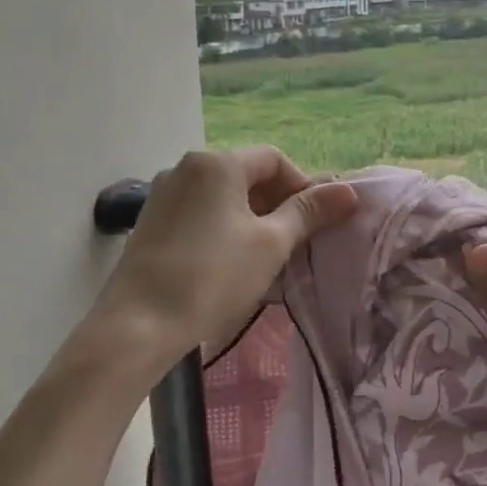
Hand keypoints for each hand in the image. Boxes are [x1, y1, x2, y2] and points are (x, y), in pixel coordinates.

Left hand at [76, 147, 356, 380]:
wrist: (138, 326)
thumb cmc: (213, 277)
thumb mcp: (271, 244)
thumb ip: (309, 213)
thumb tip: (348, 191)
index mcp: (217, 162)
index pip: (274, 159)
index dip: (303, 186)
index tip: (316, 223)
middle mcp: (186, 168)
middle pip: (247, 175)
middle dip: (278, 203)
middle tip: (296, 242)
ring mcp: (163, 195)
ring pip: (223, 197)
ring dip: (252, 218)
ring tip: (267, 256)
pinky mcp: (150, 223)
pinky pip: (200, 214)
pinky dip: (224, 229)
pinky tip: (230, 264)